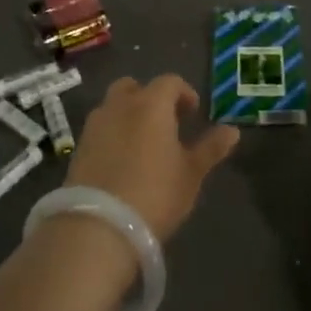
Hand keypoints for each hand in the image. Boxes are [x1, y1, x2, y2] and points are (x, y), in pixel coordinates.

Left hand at [67, 75, 238, 240]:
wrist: (97, 228)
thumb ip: (211, 149)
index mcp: (151, 104)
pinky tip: (122, 161)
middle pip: (133, 87)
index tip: (193, 112)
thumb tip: (233, 131)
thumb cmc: (154, 194)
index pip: (169, 82)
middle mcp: (120, 106)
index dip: (184, 92)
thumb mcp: (191, 174)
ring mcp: (95, 126)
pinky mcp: (78, 148)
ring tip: (143, 143)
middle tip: (165, 122)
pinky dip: (112, 134)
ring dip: (128, 114)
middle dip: (149, 97)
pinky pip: (100, 129)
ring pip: (113, 106)